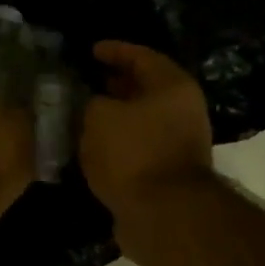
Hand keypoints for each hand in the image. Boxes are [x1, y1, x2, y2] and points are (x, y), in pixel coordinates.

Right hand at [80, 40, 214, 232]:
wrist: (162, 215)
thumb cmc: (133, 154)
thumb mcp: (99, 117)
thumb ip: (90, 103)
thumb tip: (91, 106)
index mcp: (172, 86)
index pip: (141, 56)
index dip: (113, 50)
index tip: (90, 51)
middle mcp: (182, 111)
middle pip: (144, 90)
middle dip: (114, 86)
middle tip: (85, 83)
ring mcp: (177, 144)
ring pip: (140, 122)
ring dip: (113, 119)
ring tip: (82, 117)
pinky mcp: (166, 174)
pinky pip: (137, 149)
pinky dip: (117, 145)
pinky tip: (92, 149)